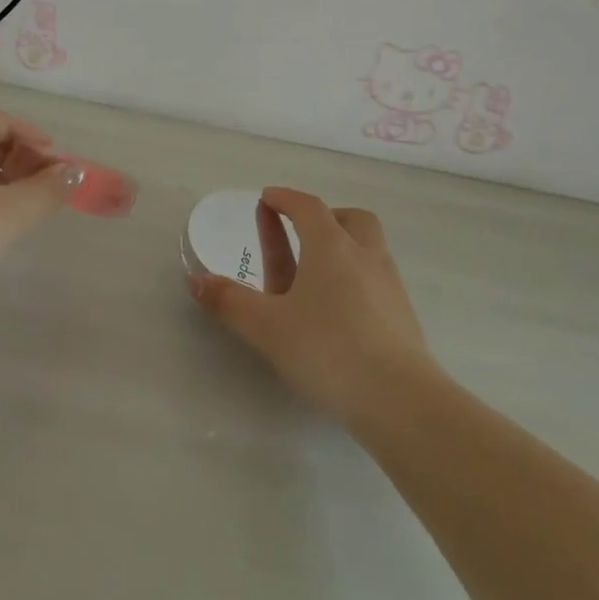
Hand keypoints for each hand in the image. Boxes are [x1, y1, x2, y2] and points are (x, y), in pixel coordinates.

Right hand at [188, 187, 440, 424]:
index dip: (285, 198)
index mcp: (330, 245)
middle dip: (325, 217)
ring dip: (345, 246)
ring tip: (321, 273)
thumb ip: (230, 301)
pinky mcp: (403, 315)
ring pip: (368, 247)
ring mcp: (389, 284)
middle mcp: (364, 254)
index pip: (307, 206)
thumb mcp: (268, 327)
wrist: (401, 400)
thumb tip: (195, 279)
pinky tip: (343, 310)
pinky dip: (358, 278)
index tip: (268, 198)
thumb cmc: (328, 350)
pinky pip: (377, 279)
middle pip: (349, 218)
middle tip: (303, 232)